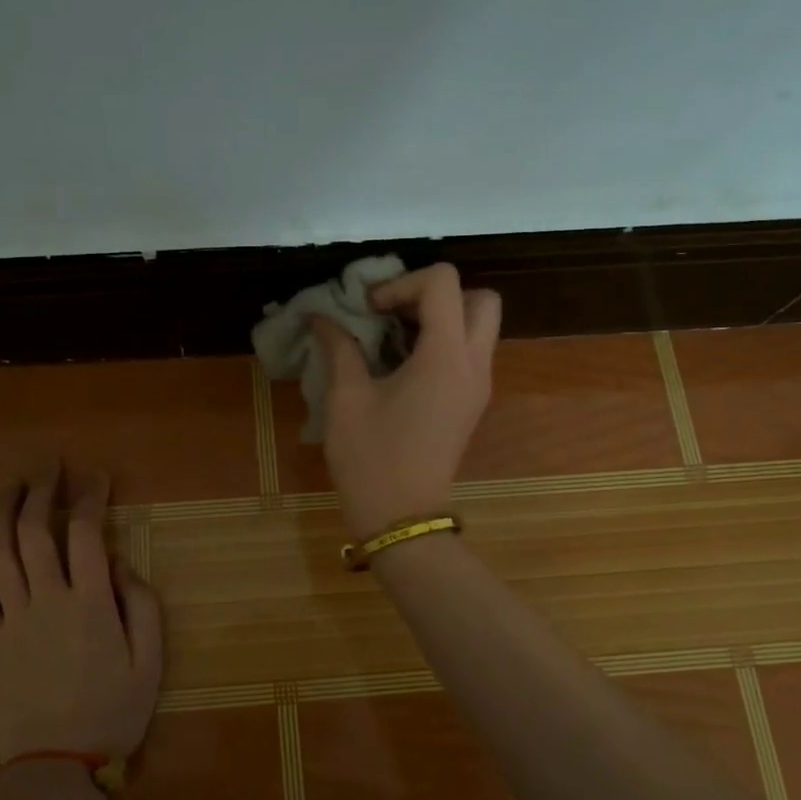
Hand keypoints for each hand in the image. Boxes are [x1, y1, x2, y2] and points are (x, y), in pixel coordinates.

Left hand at [0, 467, 162, 766]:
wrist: (57, 766)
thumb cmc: (113, 713)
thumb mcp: (150, 662)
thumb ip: (141, 605)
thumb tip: (119, 562)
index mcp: (90, 603)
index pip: (85, 533)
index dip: (89, 497)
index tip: (96, 477)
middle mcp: (47, 600)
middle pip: (35, 532)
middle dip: (42, 491)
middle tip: (50, 466)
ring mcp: (13, 619)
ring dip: (2, 512)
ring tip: (11, 484)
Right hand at [314, 262, 501, 538]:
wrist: (402, 516)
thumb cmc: (371, 457)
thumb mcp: (346, 398)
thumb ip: (339, 347)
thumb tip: (321, 317)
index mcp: (445, 356)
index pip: (443, 283)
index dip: (402, 283)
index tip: (369, 309)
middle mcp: (474, 364)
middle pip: (480, 298)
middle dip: (435, 294)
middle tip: (394, 312)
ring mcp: (479, 385)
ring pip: (480, 324)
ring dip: (441, 317)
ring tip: (394, 335)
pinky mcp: (472, 402)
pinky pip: (470, 351)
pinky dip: (443, 341)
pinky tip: (402, 361)